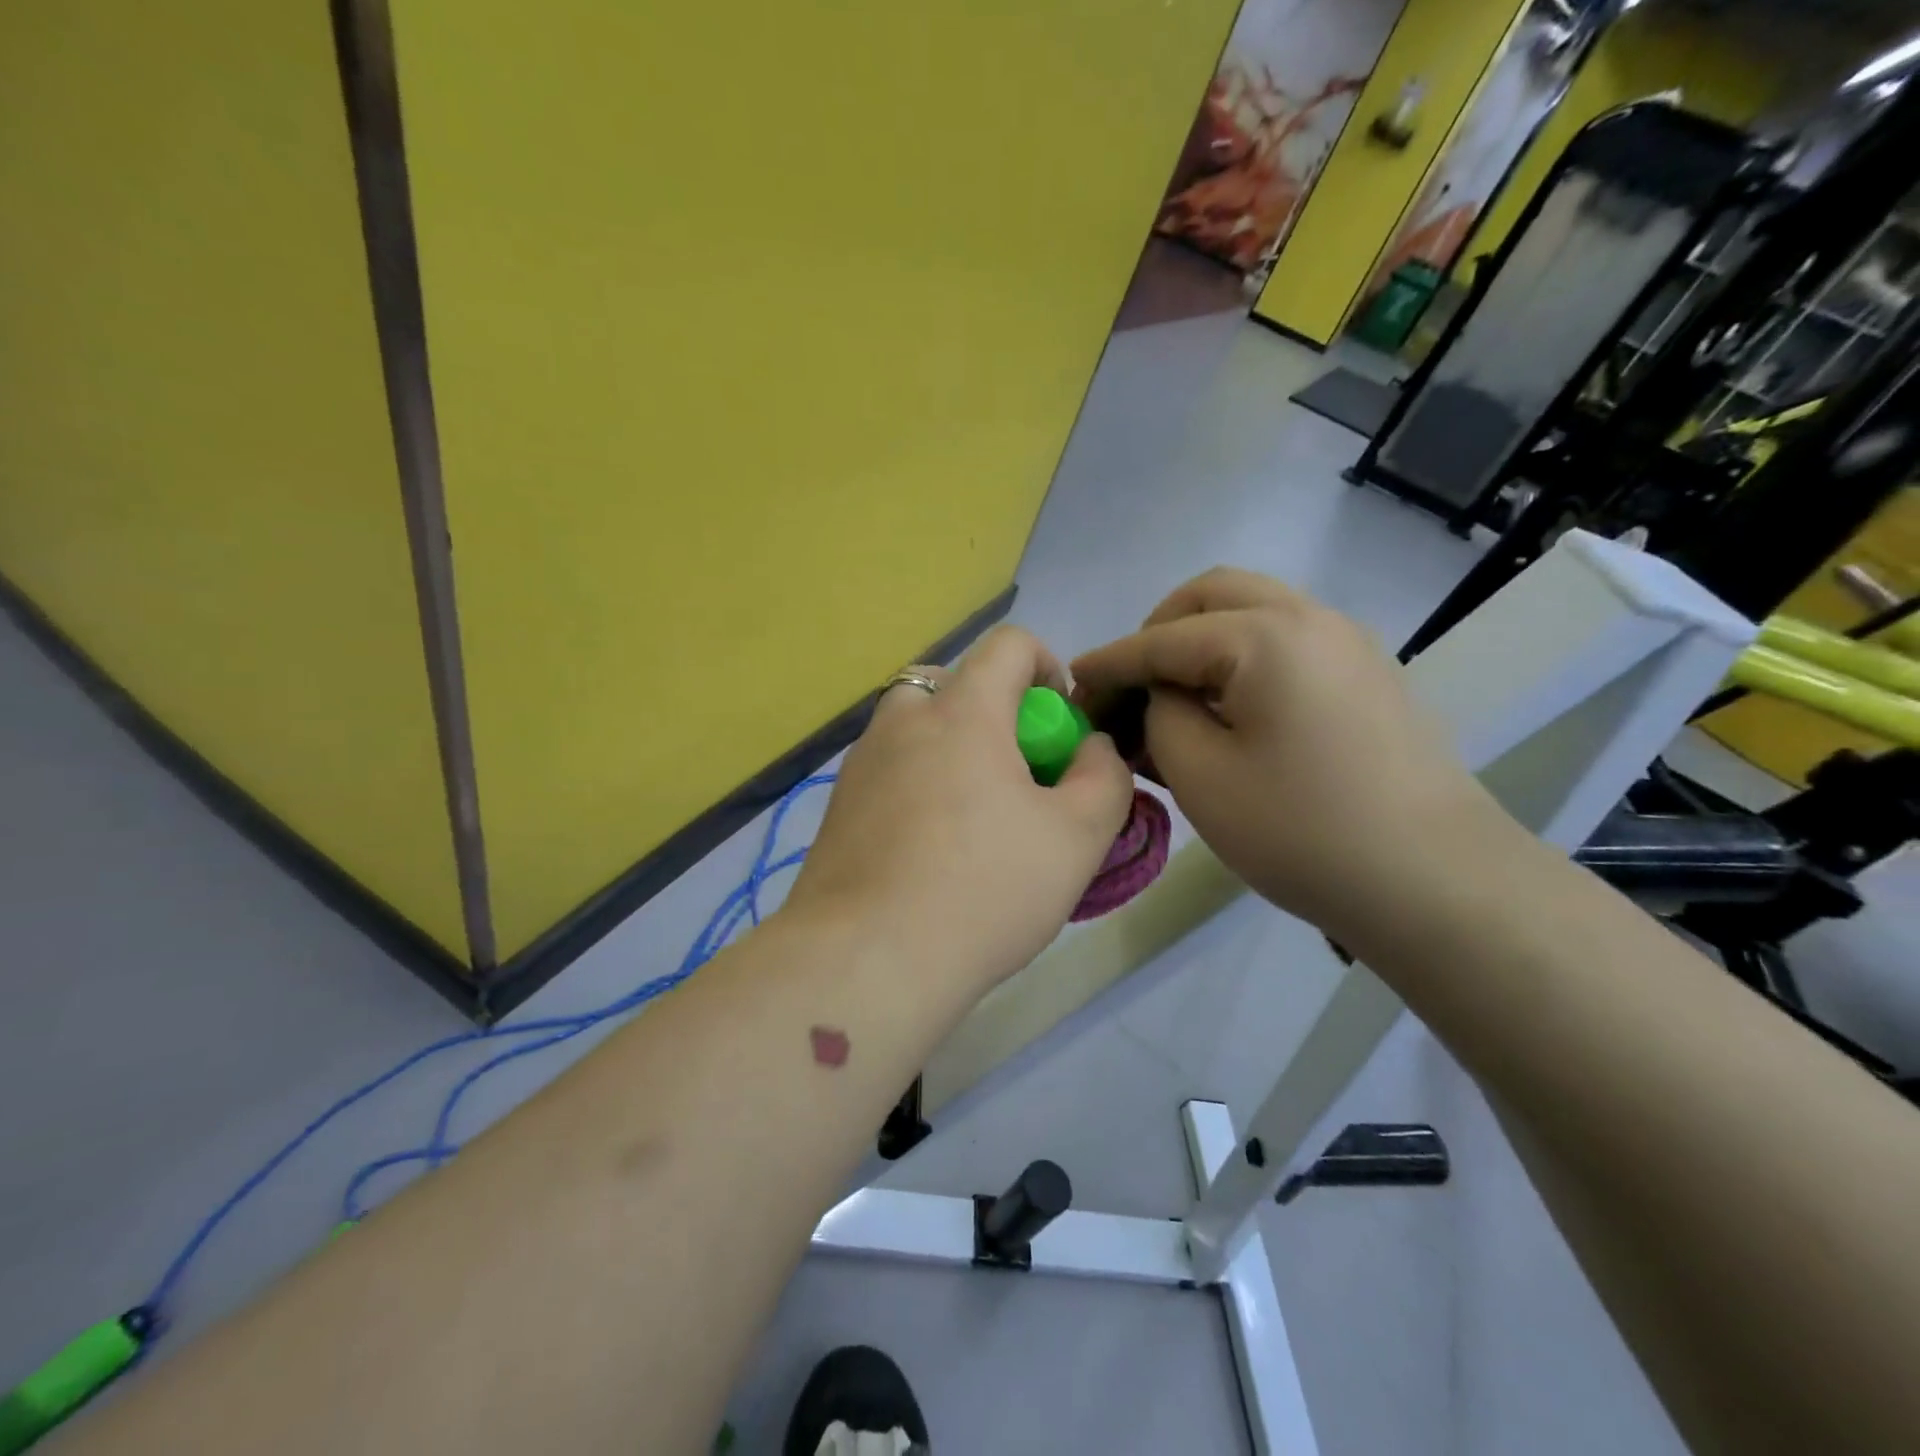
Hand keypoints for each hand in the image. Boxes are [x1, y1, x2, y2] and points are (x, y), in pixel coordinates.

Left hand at [783, 626, 1133, 995]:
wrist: (868, 959)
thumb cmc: (985, 889)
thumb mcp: (1078, 836)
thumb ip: (1103, 776)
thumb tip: (1090, 748)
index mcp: (962, 712)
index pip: (1008, 643)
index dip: (1047, 668)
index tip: (1059, 727)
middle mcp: (903, 720)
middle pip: (955, 683)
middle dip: (996, 713)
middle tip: (1016, 776)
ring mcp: (861, 762)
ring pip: (916, 727)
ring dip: (952, 747)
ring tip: (973, 814)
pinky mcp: (837, 804)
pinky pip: (889, 769)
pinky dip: (917, 782)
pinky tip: (928, 847)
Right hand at [1071, 568, 1505, 942]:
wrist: (1434, 882)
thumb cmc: (1302, 831)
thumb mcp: (1201, 776)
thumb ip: (1161, 715)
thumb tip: (1159, 694)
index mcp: (1264, 636)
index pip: (1162, 639)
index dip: (1110, 662)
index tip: (1072, 682)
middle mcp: (1310, 618)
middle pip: (1212, 595)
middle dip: (1158, 630)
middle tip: (1134, 684)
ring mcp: (1348, 642)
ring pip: (1254, 611)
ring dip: (1202, 640)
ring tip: (1178, 698)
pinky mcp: (1367, 674)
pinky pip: (1286, 641)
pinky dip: (1242, 657)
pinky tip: (1232, 710)